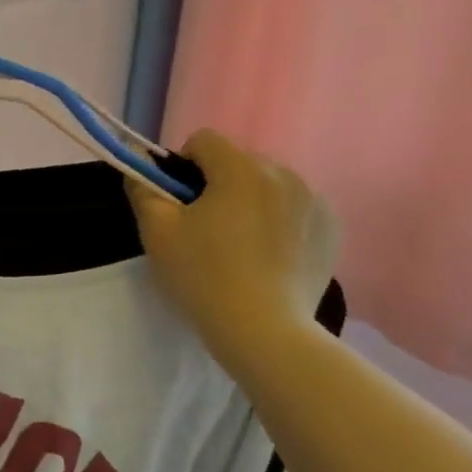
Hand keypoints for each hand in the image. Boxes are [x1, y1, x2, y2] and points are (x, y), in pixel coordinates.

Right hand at [127, 129, 340, 370]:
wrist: (264, 330)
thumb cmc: (203, 276)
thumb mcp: (157, 233)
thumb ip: (143, 190)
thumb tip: (139, 169)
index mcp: (241, 169)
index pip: (204, 140)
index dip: (182, 165)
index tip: (178, 201)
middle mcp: (285, 174)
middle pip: (239, 162)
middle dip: (218, 184)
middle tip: (205, 228)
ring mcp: (316, 201)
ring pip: (269, 185)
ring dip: (250, 201)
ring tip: (239, 245)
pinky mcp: (332, 229)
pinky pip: (296, 208)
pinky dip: (279, 221)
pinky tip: (268, 256)